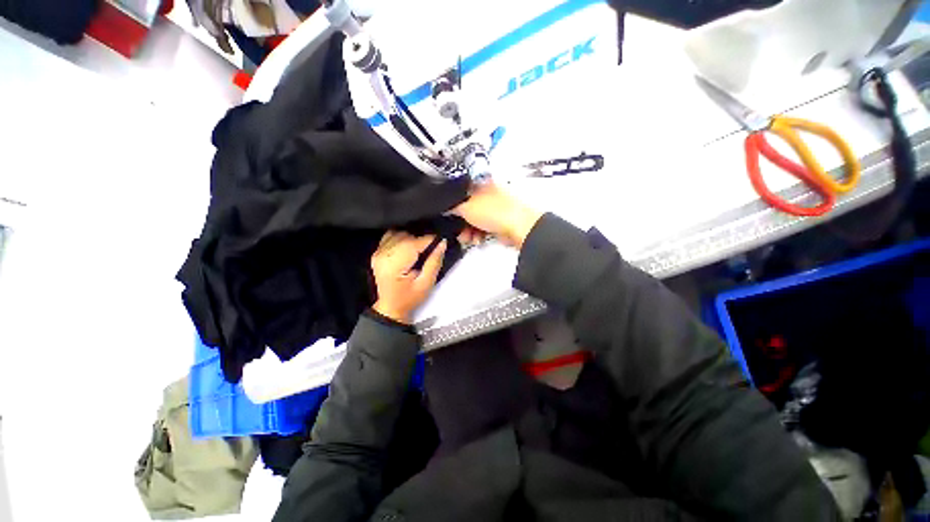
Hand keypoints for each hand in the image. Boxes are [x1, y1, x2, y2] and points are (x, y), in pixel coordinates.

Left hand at [371, 231, 446, 323]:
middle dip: (421, 240)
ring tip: (420, 249)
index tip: (440, 241)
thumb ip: (434, 262)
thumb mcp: (426, 284)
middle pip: (406, 236)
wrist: (390, 306)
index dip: (430, 240)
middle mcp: (383, 255)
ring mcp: (378, 252)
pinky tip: (408, 246)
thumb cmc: (409, 298)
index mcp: (394, 265)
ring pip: (399, 233)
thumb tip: (442, 243)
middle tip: (431, 249)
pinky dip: (401, 237)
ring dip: (412, 238)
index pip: (414, 244)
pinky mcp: (377, 251)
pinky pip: (390, 235)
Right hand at [453, 182, 542, 247]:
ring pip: (475, 219)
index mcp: (481, 183)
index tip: (447, 214)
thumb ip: (452, 205)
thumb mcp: (465, 206)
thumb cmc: (494, 211)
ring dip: (468, 230)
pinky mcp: (500, 221)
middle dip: (460, 222)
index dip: (452, 203)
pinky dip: (478, 234)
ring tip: (467, 238)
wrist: (519, 227)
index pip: (461, 190)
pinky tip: (477, 239)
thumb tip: (444, 206)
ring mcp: (496, 208)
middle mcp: (489, 193)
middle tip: (457, 230)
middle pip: (467, 207)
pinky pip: (484, 227)